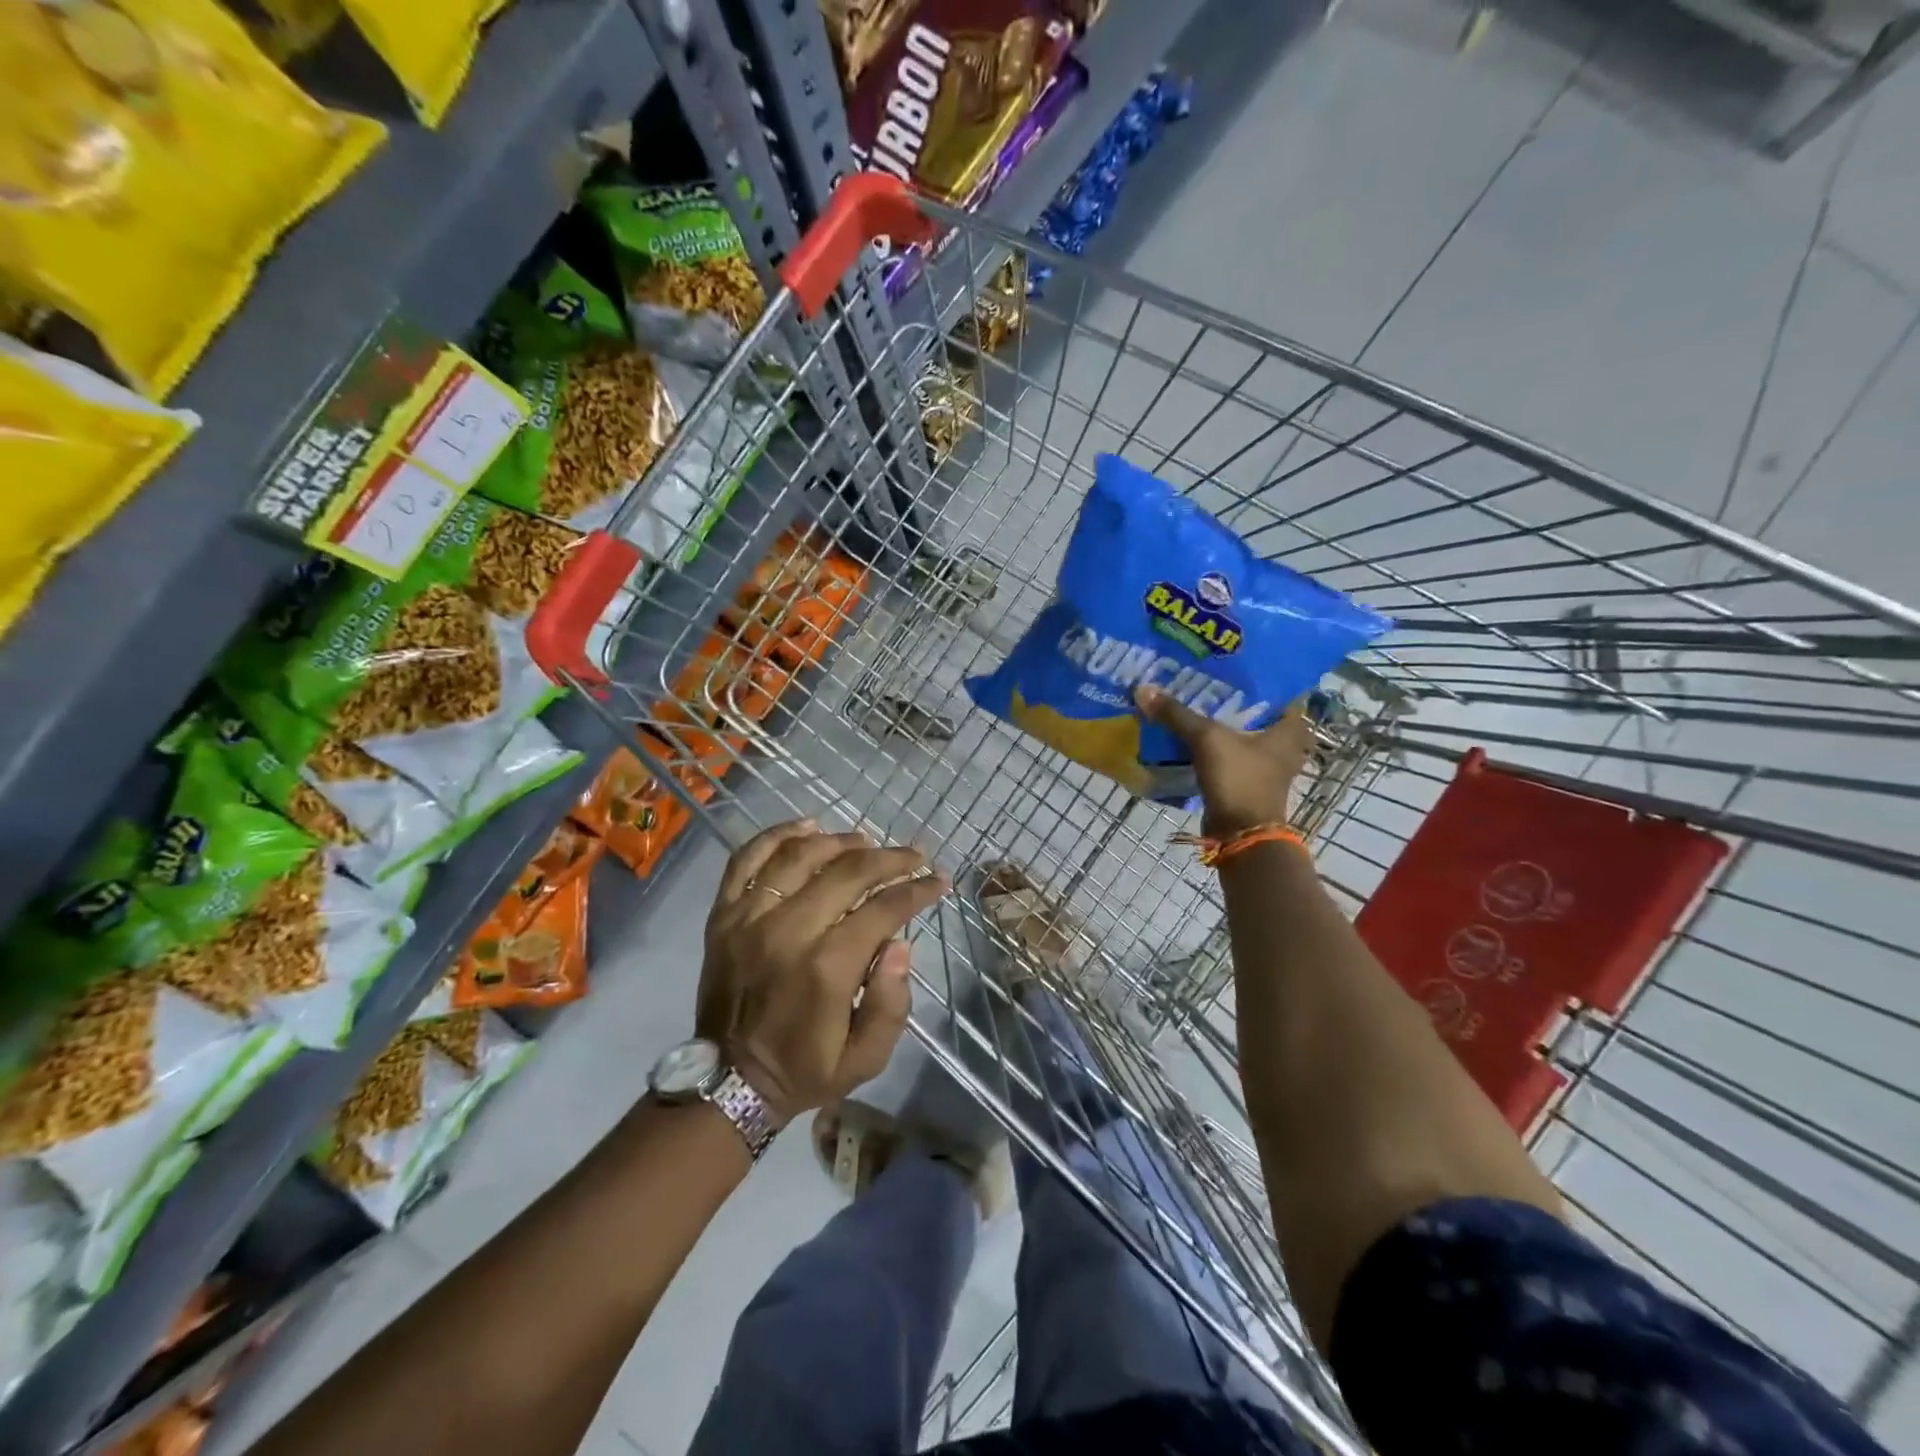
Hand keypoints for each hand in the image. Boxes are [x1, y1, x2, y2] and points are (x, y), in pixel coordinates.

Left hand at [696, 821, 948, 1126]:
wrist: (727, 1081)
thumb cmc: (804, 1069)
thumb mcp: (865, 1058)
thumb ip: (891, 1004)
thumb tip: (900, 944)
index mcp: (827, 967)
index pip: (884, 909)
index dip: (918, 890)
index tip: (938, 881)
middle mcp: (788, 931)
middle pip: (848, 872)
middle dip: (890, 859)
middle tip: (914, 856)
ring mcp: (749, 917)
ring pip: (801, 855)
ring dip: (840, 841)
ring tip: (866, 841)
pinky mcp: (723, 914)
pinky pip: (747, 859)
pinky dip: (777, 835)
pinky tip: (806, 827)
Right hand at [1135, 685, 1313, 836]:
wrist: (1240, 834)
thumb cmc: (1239, 780)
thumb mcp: (1206, 739)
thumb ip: (1176, 714)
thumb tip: (1143, 689)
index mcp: (1290, 726)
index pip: (1279, 686)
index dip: (1255, 671)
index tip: (1228, 657)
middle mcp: (1284, 742)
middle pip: (1254, 708)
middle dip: (1228, 694)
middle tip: (1201, 674)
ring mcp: (1266, 763)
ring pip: (1239, 730)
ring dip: (1217, 718)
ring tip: (1189, 697)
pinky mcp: (1247, 778)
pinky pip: (1227, 750)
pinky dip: (1211, 742)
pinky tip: (1187, 730)